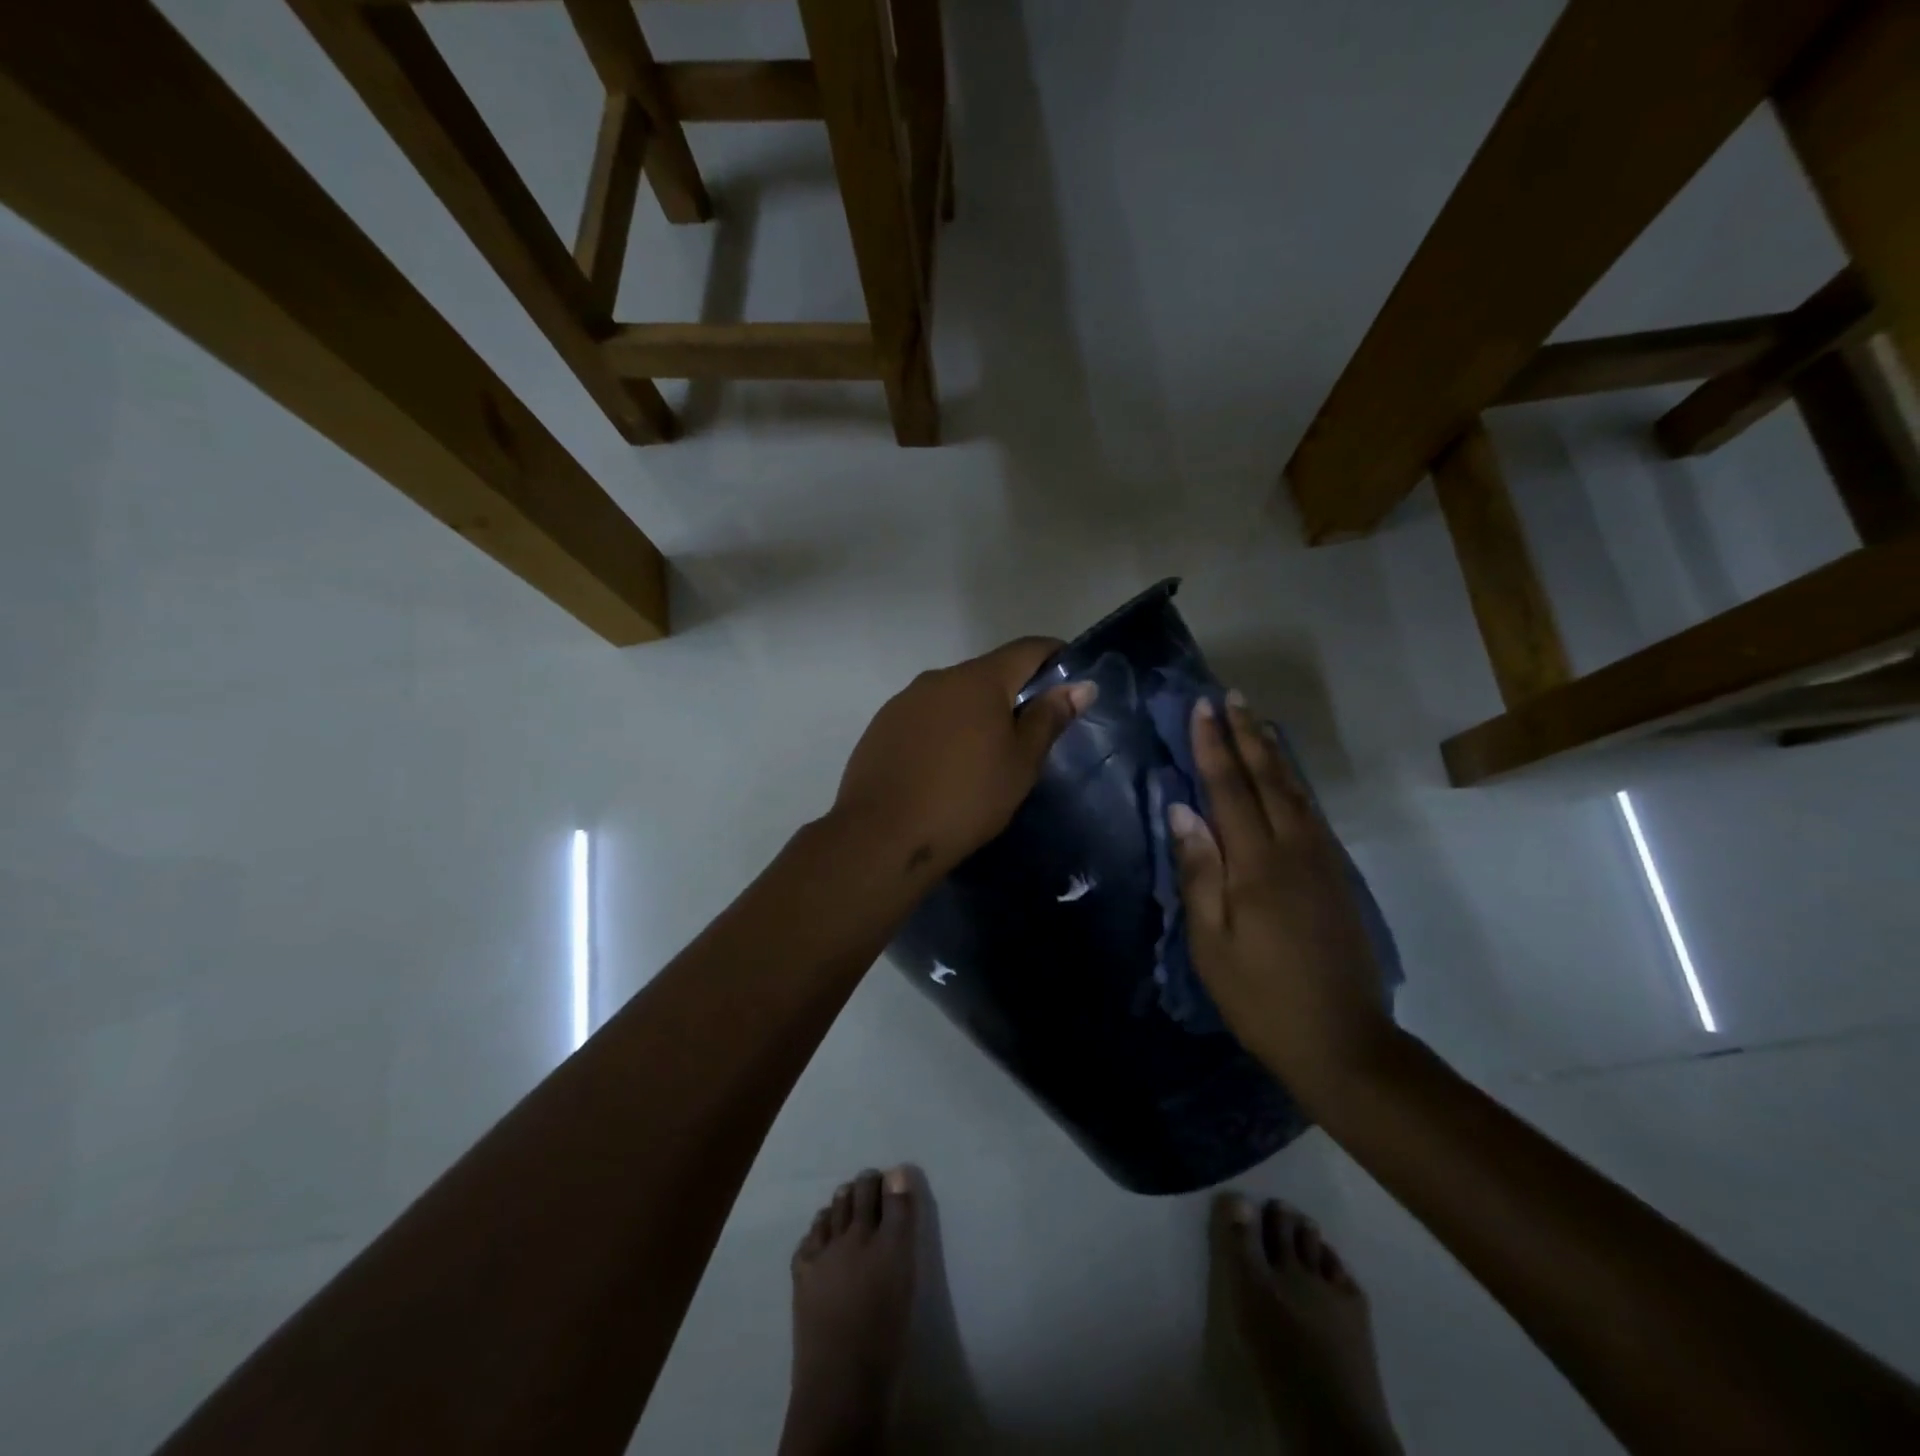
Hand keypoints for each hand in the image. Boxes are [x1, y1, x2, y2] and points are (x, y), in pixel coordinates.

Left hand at [832, 638, 1095, 881]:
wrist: (882, 835)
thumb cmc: (966, 798)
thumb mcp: (1020, 763)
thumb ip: (1049, 718)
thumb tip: (1081, 686)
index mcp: (978, 679)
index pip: (1027, 649)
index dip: (1055, 658)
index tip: (1071, 682)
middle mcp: (939, 677)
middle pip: (988, 673)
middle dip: (1013, 693)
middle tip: (1030, 734)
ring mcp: (905, 700)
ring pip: (954, 696)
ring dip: (975, 713)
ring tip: (985, 756)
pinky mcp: (882, 726)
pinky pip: (925, 717)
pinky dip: (944, 730)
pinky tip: (944, 767)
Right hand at [1170, 693, 1398, 1097]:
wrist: (1343, 1041)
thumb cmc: (1260, 996)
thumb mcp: (1212, 943)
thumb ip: (1199, 871)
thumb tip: (1181, 810)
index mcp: (1257, 864)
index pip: (1228, 789)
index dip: (1213, 746)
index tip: (1201, 708)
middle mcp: (1294, 849)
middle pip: (1267, 778)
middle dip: (1246, 735)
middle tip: (1231, 696)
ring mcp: (1322, 860)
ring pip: (1295, 790)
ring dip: (1272, 751)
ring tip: (1256, 720)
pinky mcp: (1337, 876)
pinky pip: (1311, 812)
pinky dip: (1293, 782)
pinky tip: (1285, 776)